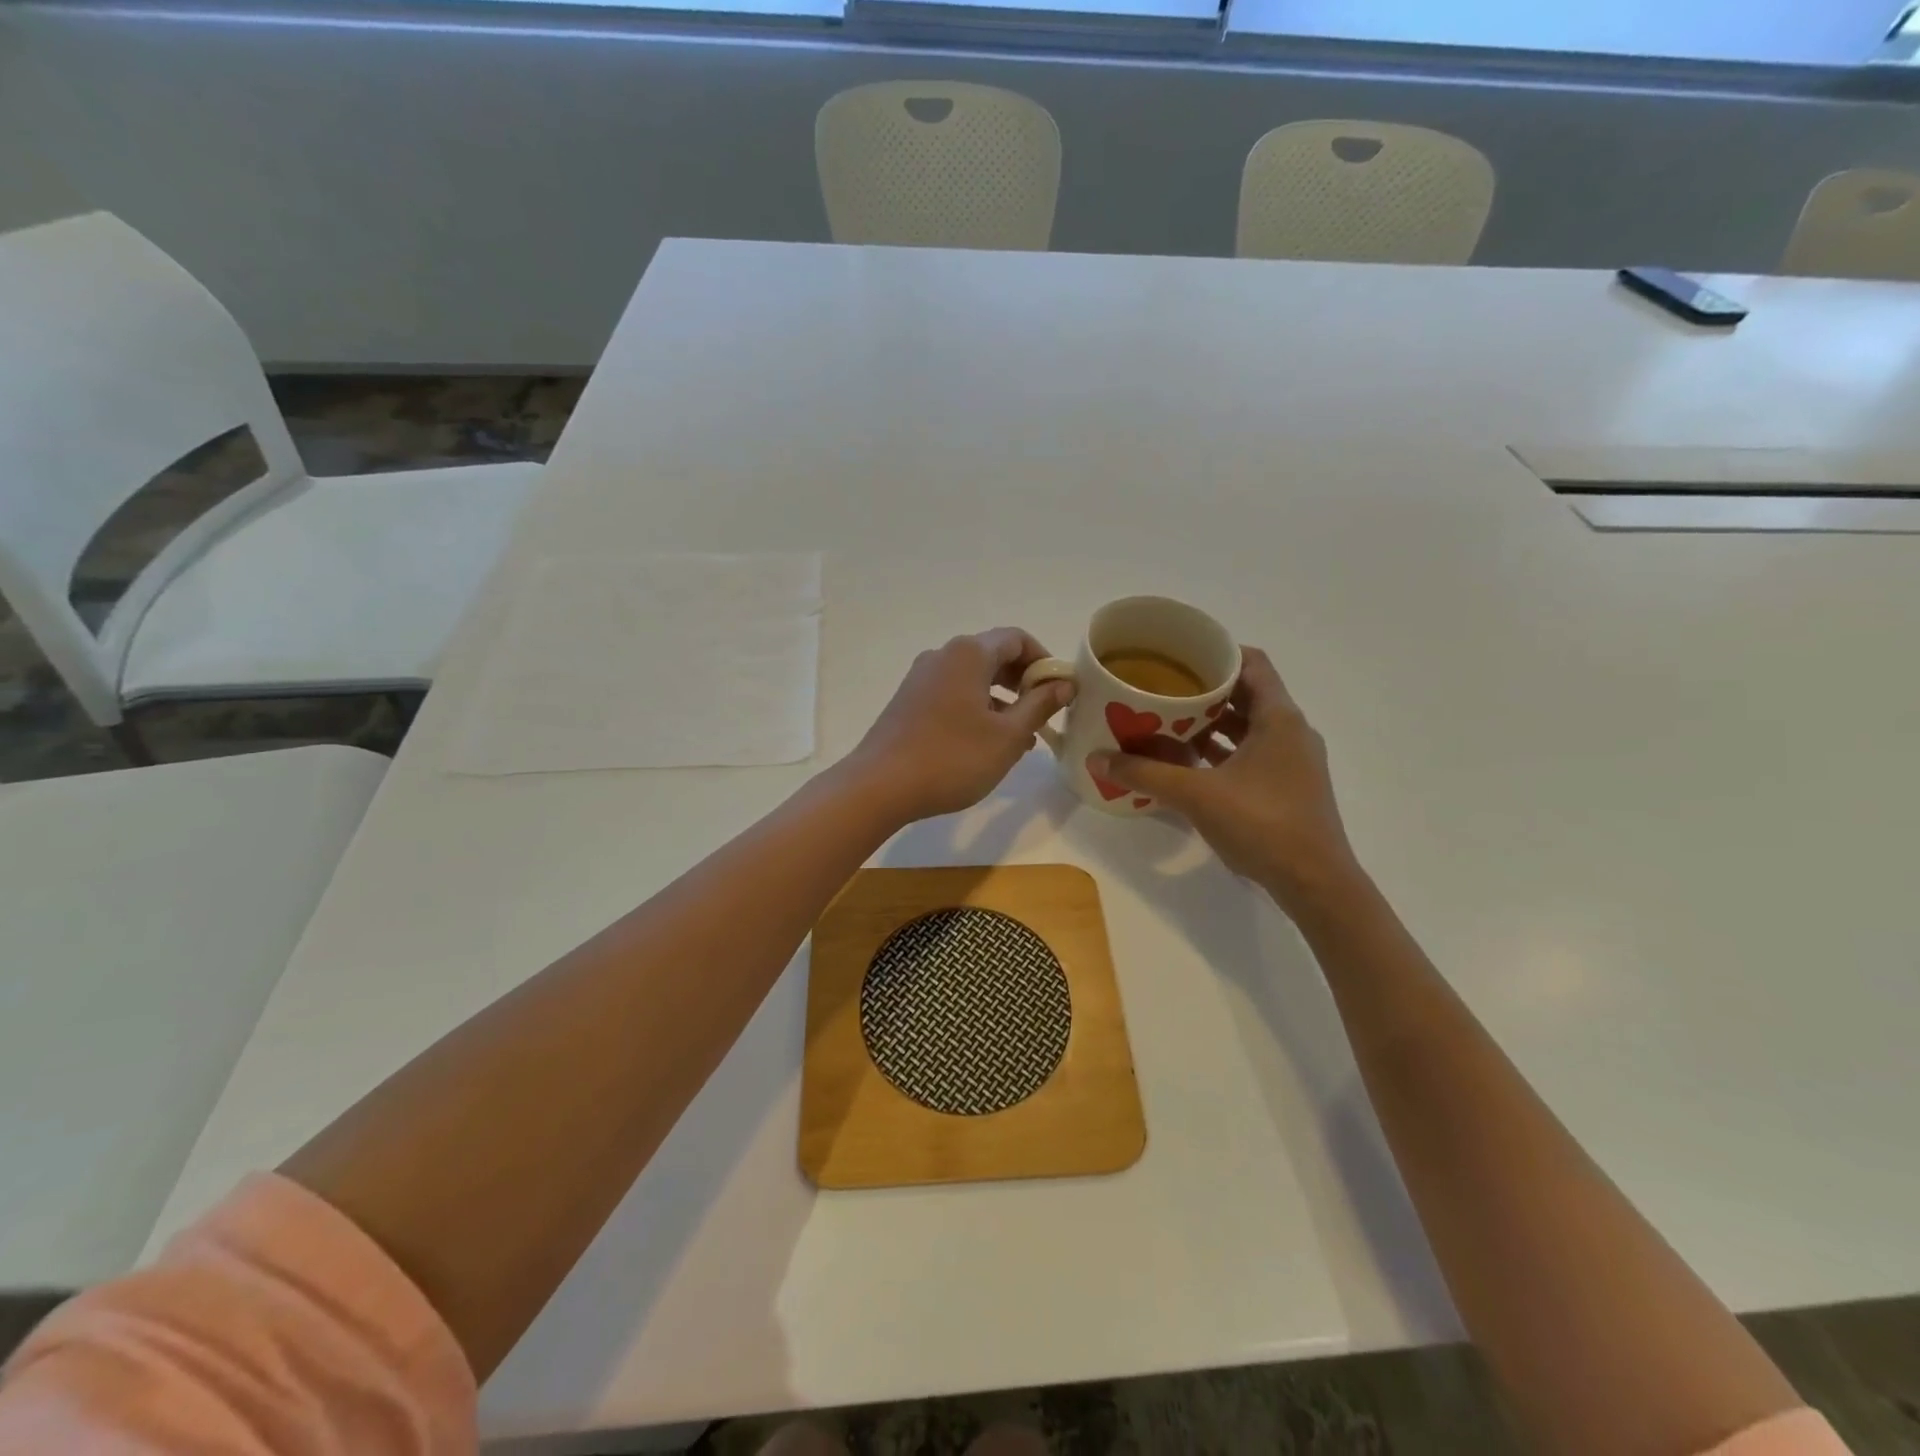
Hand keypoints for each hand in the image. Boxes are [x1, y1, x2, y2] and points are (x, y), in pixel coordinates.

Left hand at [846, 629, 1073, 824]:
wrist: (879, 786)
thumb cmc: (952, 758)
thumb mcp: (1007, 736)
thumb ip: (1039, 705)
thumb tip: (1063, 684)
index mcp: (968, 654)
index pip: (1017, 638)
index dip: (1044, 661)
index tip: (1060, 691)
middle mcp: (942, 656)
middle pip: (993, 655)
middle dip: (1023, 681)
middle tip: (1043, 714)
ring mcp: (921, 678)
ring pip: (973, 678)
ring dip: (1002, 700)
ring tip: (1020, 738)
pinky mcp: (909, 701)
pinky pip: (953, 694)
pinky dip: (976, 709)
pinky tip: (986, 744)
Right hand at [1088, 647, 1363, 914]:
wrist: (1315, 883)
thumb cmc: (1262, 824)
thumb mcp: (1196, 795)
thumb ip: (1144, 774)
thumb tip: (1095, 759)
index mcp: (1278, 718)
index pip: (1251, 663)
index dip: (1217, 653)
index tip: (1179, 656)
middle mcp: (1290, 732)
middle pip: (1246, 694)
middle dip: (1204, 691)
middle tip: (1162, 689)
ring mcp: (1291, 762)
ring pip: (1247, 727)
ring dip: (1211, 724)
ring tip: (1167, 723)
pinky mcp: (1287, 787)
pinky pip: (1250, 755)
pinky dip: (1221, 752)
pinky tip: (1188, 763)